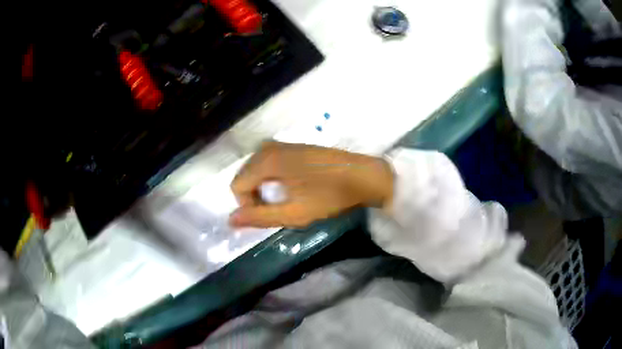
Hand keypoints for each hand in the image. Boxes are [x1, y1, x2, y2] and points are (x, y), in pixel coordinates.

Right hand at [229, 141, 393, 227]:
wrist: (365, 175)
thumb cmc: (329, 196)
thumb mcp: (293, 213)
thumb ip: (259, 217)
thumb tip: (229, 220)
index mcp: (266, 160)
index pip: (237, 186)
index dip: (248, 206)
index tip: (270, 216)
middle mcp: (269, 147)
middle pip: (245, 176)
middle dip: (254, 197)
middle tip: (278, 211)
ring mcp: (282, 144)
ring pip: (257, 170)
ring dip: (264, 189)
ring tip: (286, 201)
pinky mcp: (294, 146)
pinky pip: (270, 163)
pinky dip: (273, 179)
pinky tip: (293, 187)